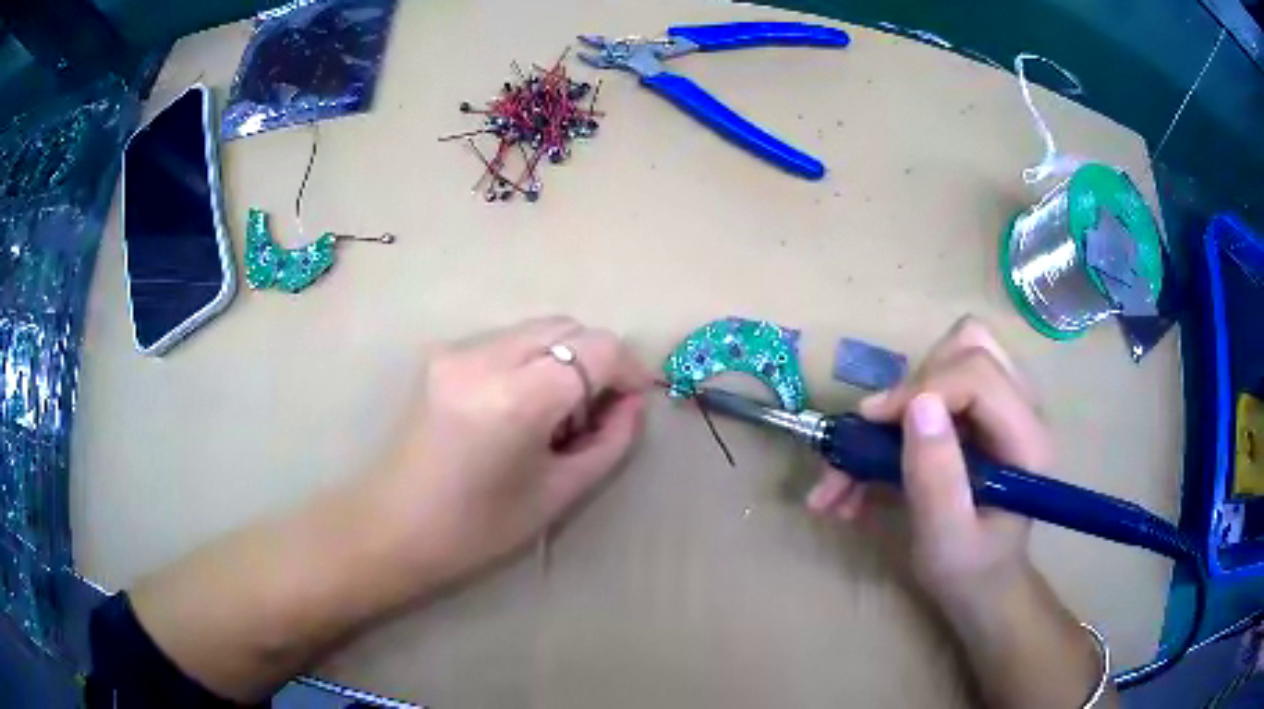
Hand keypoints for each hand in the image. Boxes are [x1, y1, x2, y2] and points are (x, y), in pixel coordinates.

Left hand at [372, 316, 651, 588]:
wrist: (393, 526)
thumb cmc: (479, 528)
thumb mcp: (560, 493)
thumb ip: (610, 441)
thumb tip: (633, 403)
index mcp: (516, 399)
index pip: (597, 348)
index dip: (627, 368)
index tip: (632, 400)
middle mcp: (484, 358)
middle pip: (567, 326)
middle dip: (595, 360)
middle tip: (590, 413)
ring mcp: (457, 350)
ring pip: (537, 329)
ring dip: (562, 359)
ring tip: (551, 415)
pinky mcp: (442, 354)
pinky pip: (507, 341)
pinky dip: (530, 362)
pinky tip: (517, 408)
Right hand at [805, 317, 1052, 608]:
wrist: (983, 585)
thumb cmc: (968, 572)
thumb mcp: (945, 540)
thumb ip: (936, 477)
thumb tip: (916, 404)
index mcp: (1026, 441)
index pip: (978, 373)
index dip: (921, 388)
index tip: (870, 425)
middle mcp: (1023, 409)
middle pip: (969, 347)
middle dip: (912, 385)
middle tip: (876, 436)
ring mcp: (1004, 406)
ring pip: (953, 353)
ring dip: (904, 396)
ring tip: (867, 453)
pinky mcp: (983, 412)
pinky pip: (942, 378)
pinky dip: (902, 409)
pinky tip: (871, 461)